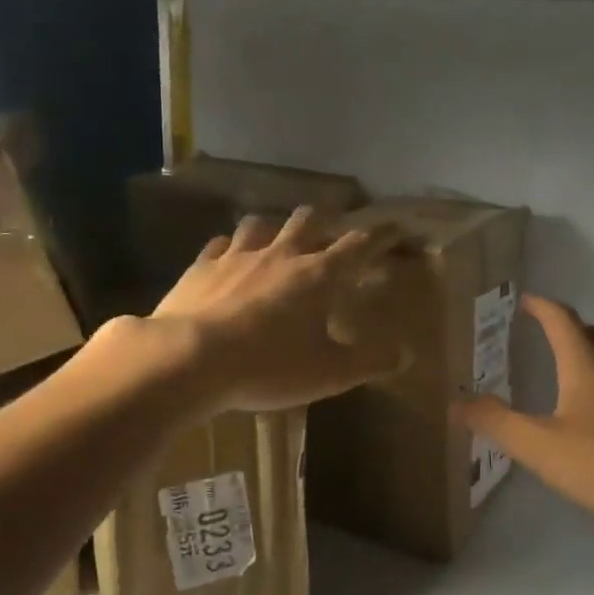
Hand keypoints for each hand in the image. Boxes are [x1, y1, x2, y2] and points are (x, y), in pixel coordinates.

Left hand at [147, 206, 405, 413]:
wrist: (189, 359)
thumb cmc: (268, 366)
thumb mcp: (329, 374)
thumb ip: (369, 362)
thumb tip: (404, 354)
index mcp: (319, 276)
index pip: (359, 245)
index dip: (381, 235)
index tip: (396, 229)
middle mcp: (281, 255)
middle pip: (309, 220)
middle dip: (327, 220)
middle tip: (334, 229)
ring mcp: (238, 256)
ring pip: (262, 223)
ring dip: (276, 227)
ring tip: (279, 239)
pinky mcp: (202, 267)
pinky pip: (220, 244)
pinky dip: (232, 247)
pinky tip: (229, 256)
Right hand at [453, 295, 593, 543]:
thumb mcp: (538, 446)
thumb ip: (496, 422)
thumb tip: (457, 402)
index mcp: (587, 367)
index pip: (563, 321)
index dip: (542, 306)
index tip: (525, 300)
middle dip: (569, 326)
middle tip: (546, 332)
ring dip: (591, 355)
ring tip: (569, 372)